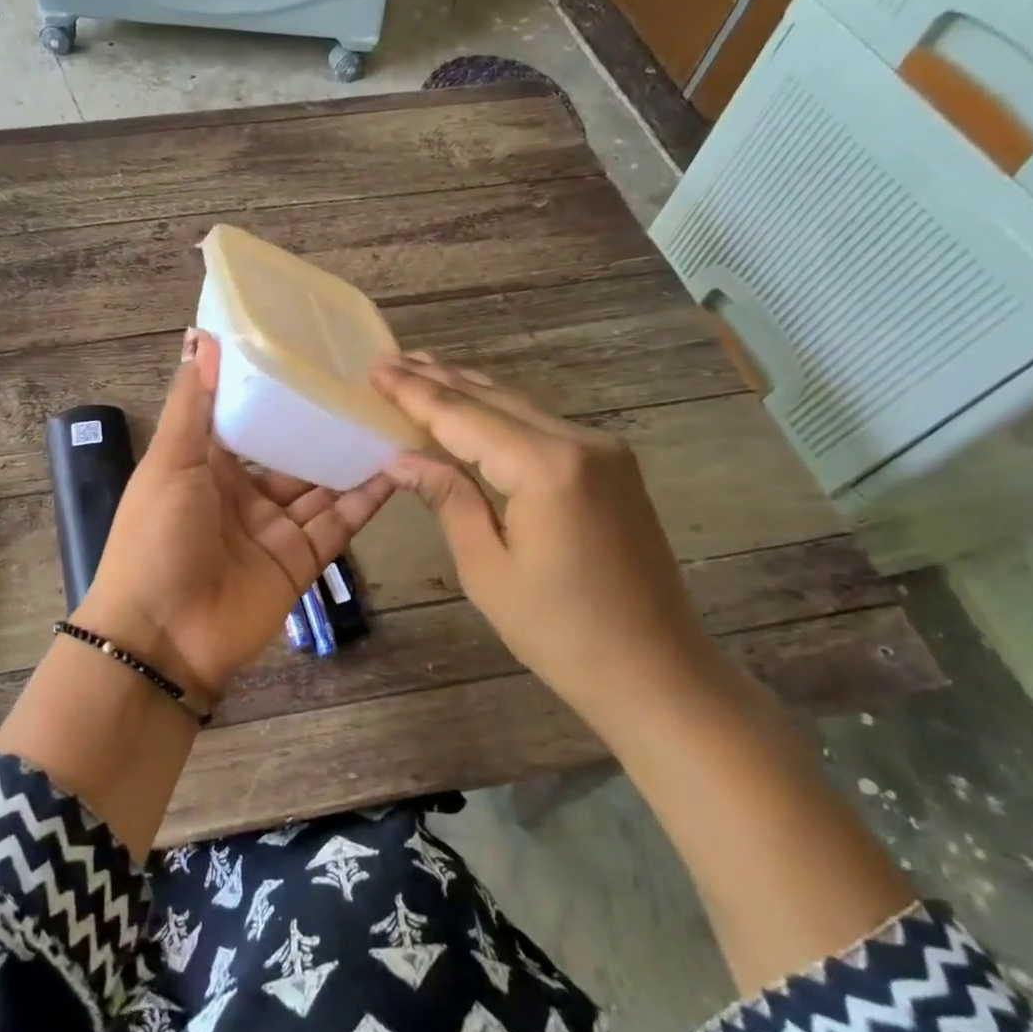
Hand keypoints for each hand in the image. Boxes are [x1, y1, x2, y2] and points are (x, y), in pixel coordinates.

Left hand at [74, 329, 395, 702]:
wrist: (163, 637)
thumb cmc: (157, 537)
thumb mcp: (170, 462)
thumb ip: (192, 403)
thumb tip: (202, 335)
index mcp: (205, 465)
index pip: (246, 418)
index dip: (274, 390)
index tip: (310, 353)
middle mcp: (242, 493)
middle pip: (290, 452)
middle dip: (322, 424)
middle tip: (368, 386)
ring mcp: (274, 529)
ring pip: (321, 486)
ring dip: (352, 458)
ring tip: (391, 419)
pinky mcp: (300, 561)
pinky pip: (338, 524)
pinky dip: (366, 500)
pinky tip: (397, 469)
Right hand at [371, 353, 712, 708]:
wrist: (657, 671)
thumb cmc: (559, 632)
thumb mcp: (486, 568)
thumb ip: (447, 499)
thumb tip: (401, 459)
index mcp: (546, 467)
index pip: (463, 416)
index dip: (414, 393)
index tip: (375, 370)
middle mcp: (580, 441)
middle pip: (493, 398)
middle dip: (438, 378)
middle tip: (390, 360)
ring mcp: (604, 450)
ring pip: (520, 405)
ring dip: (469, 389)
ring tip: (422, 370)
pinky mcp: (612, 467)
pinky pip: (542, 425)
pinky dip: (499, 412)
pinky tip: (473, 408)